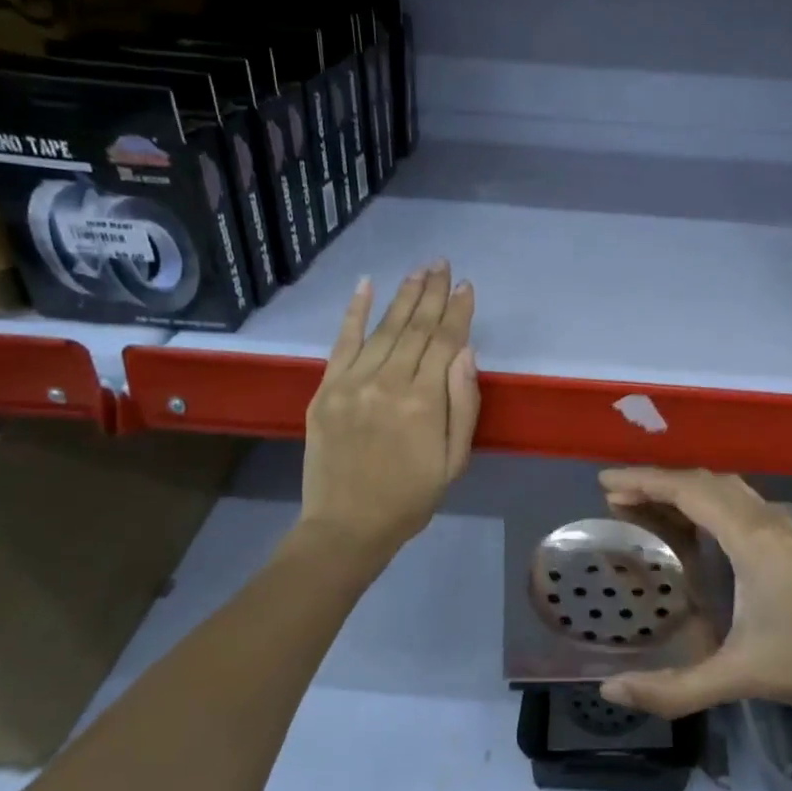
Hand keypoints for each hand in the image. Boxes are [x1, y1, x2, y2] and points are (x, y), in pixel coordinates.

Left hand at [298, 263, 478, 559]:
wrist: (347, 526)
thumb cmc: (411, 498)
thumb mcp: (454, 460)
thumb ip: (462, 405)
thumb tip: (465, 353)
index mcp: (423, 402)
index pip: (445, 343)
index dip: (457, 312)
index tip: (466, 286)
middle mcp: (387, 382)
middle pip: (415, 327)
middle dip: (432, 293)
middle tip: (443, 264)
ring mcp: (352, 383)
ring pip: (383, 328)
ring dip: (402, 296)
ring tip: (418, 270)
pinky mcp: (325, 389)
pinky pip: (342, 342)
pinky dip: (354, 312)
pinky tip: (365, 286)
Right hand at [595, 467, 791, 718]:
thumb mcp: (740, 677)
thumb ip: (674, 689)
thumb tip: (611, 690)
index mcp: (751, 539)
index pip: (689, 490)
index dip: (645, 480)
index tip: (606, 482)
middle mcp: (767, 521)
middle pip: (705, 481)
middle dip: (659, 482)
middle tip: (617, 498)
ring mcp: (785, 527)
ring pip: (727, 489)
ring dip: (686, 489)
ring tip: (649, 507)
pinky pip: (742, 503)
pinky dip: (709, 502)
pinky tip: (698, 529)